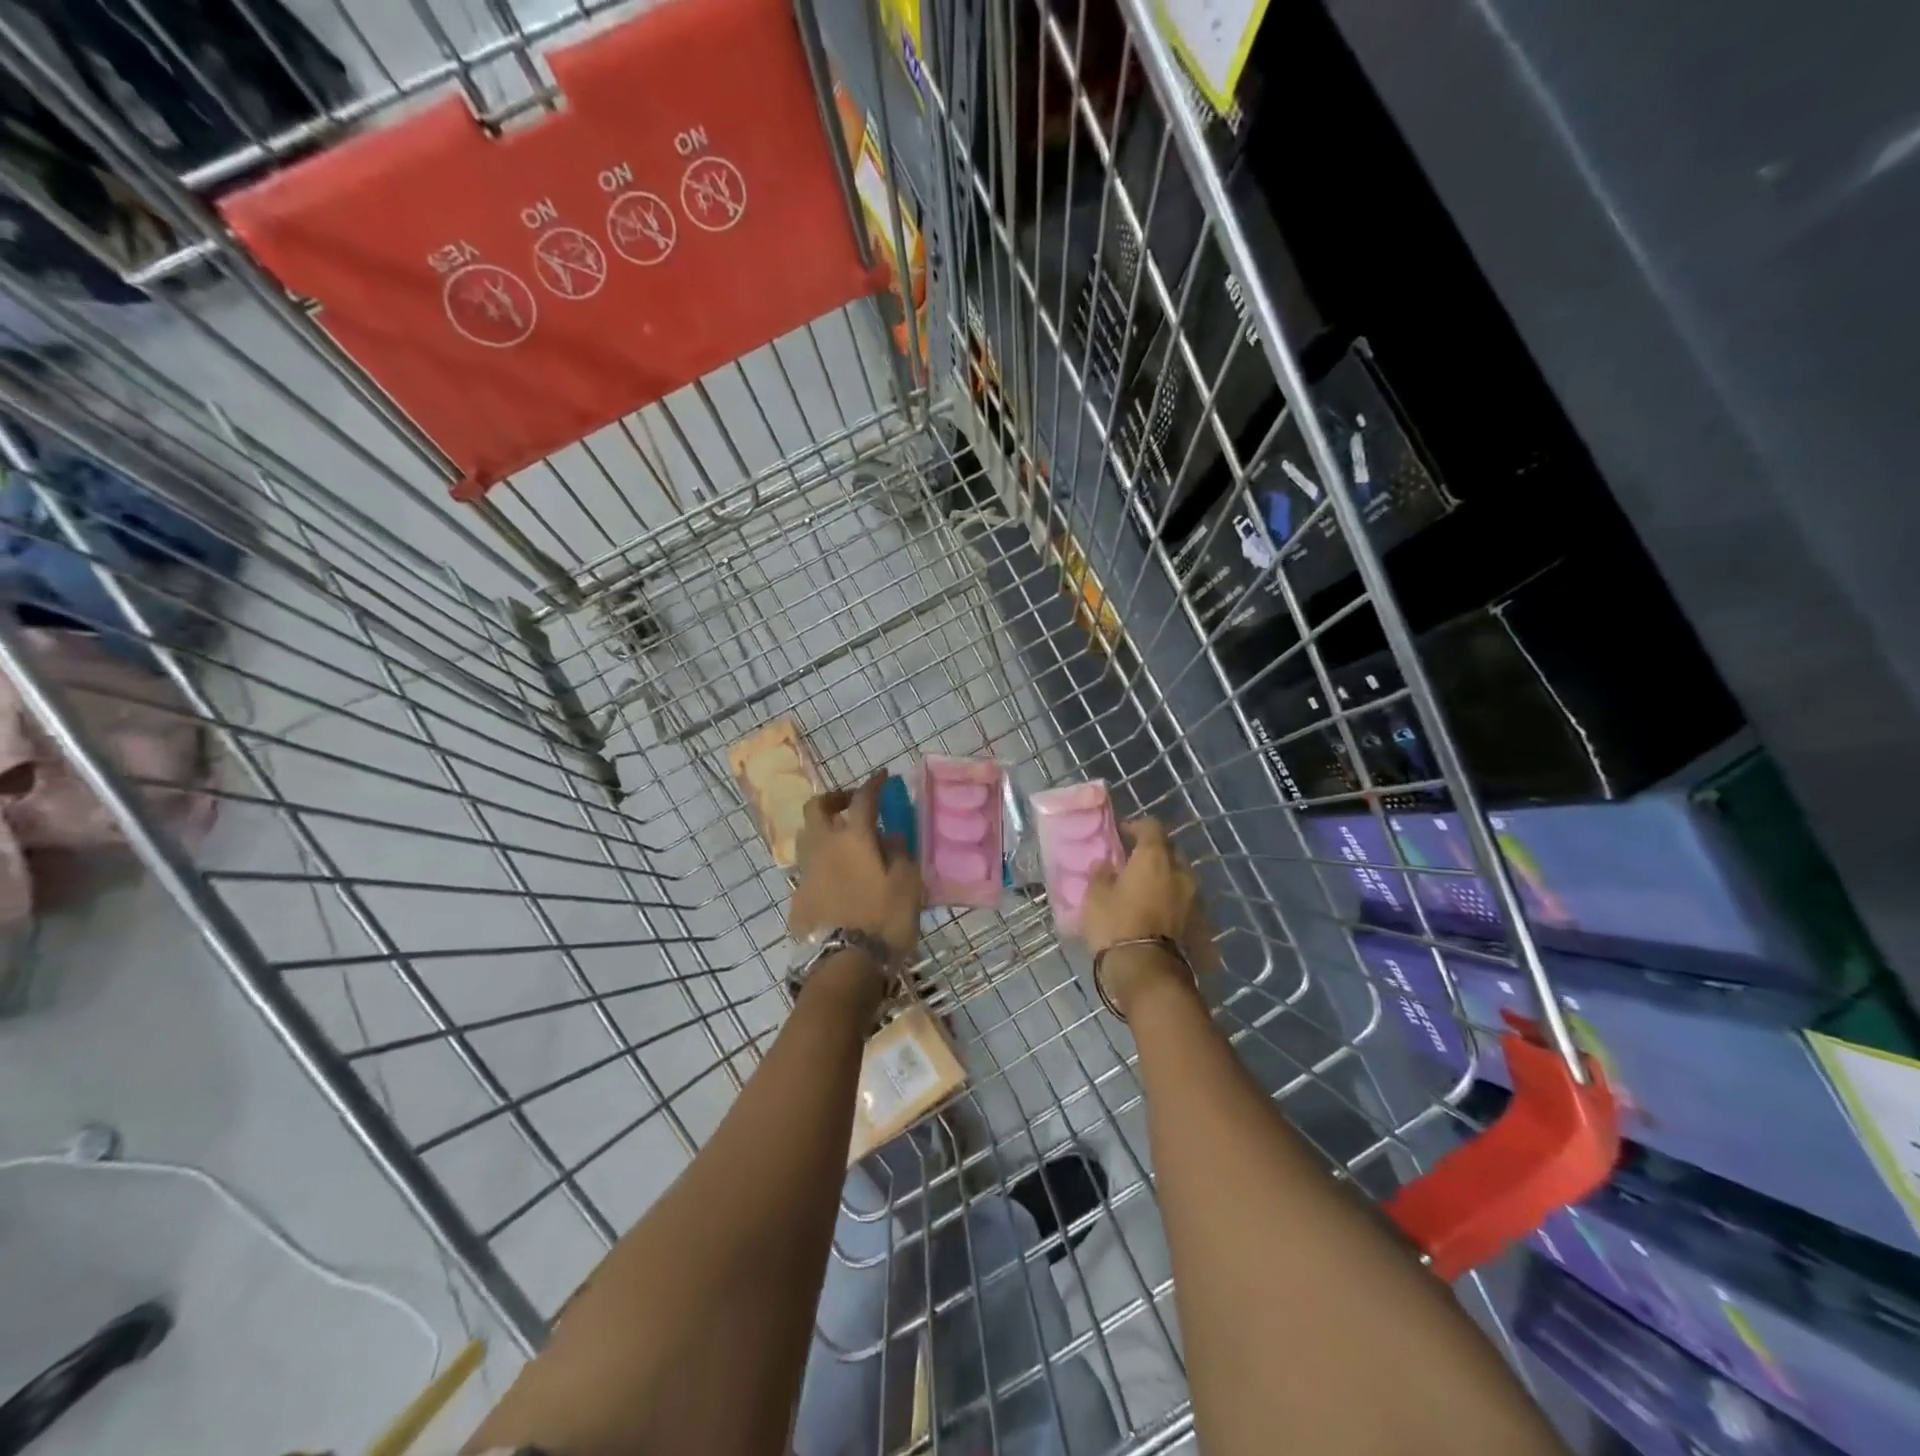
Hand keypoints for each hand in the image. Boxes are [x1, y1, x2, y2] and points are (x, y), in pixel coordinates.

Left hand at [788, 771, 922, 963]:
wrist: (843, 965)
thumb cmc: (883, 921)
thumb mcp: (907, 885)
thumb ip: (900, 853)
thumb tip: (890, 835)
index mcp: (853, 839)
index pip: (863, 799)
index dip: (873, 784)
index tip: (883, 776)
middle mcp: (824, 847)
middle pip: (817, 808)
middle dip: (834, 799)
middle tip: (852, 804)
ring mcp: (806, 872)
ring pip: (807, 837)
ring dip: (824, 830)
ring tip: (844, 842)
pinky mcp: (797, 898)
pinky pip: (809, 869)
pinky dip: (822, 864)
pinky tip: (838, 881)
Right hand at [1083, 818, 1214, 1013]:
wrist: (1148, 972)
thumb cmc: (1116, 925)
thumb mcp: (1095, 897)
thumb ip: (1101, 874)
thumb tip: (1105, 864)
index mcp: (1155, 858)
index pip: (1151, 827)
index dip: (1136, 827)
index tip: (1122, 834)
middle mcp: (1180, 872)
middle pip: (1169, 852)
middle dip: (1153, 854)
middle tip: (1133, 864)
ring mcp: (1194, 899)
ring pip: (1179, 879)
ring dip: (1164, 880)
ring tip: (1145, 891)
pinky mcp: (1199, 924)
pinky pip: (1183, 903)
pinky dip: (1171, 903)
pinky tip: (1156, 914)